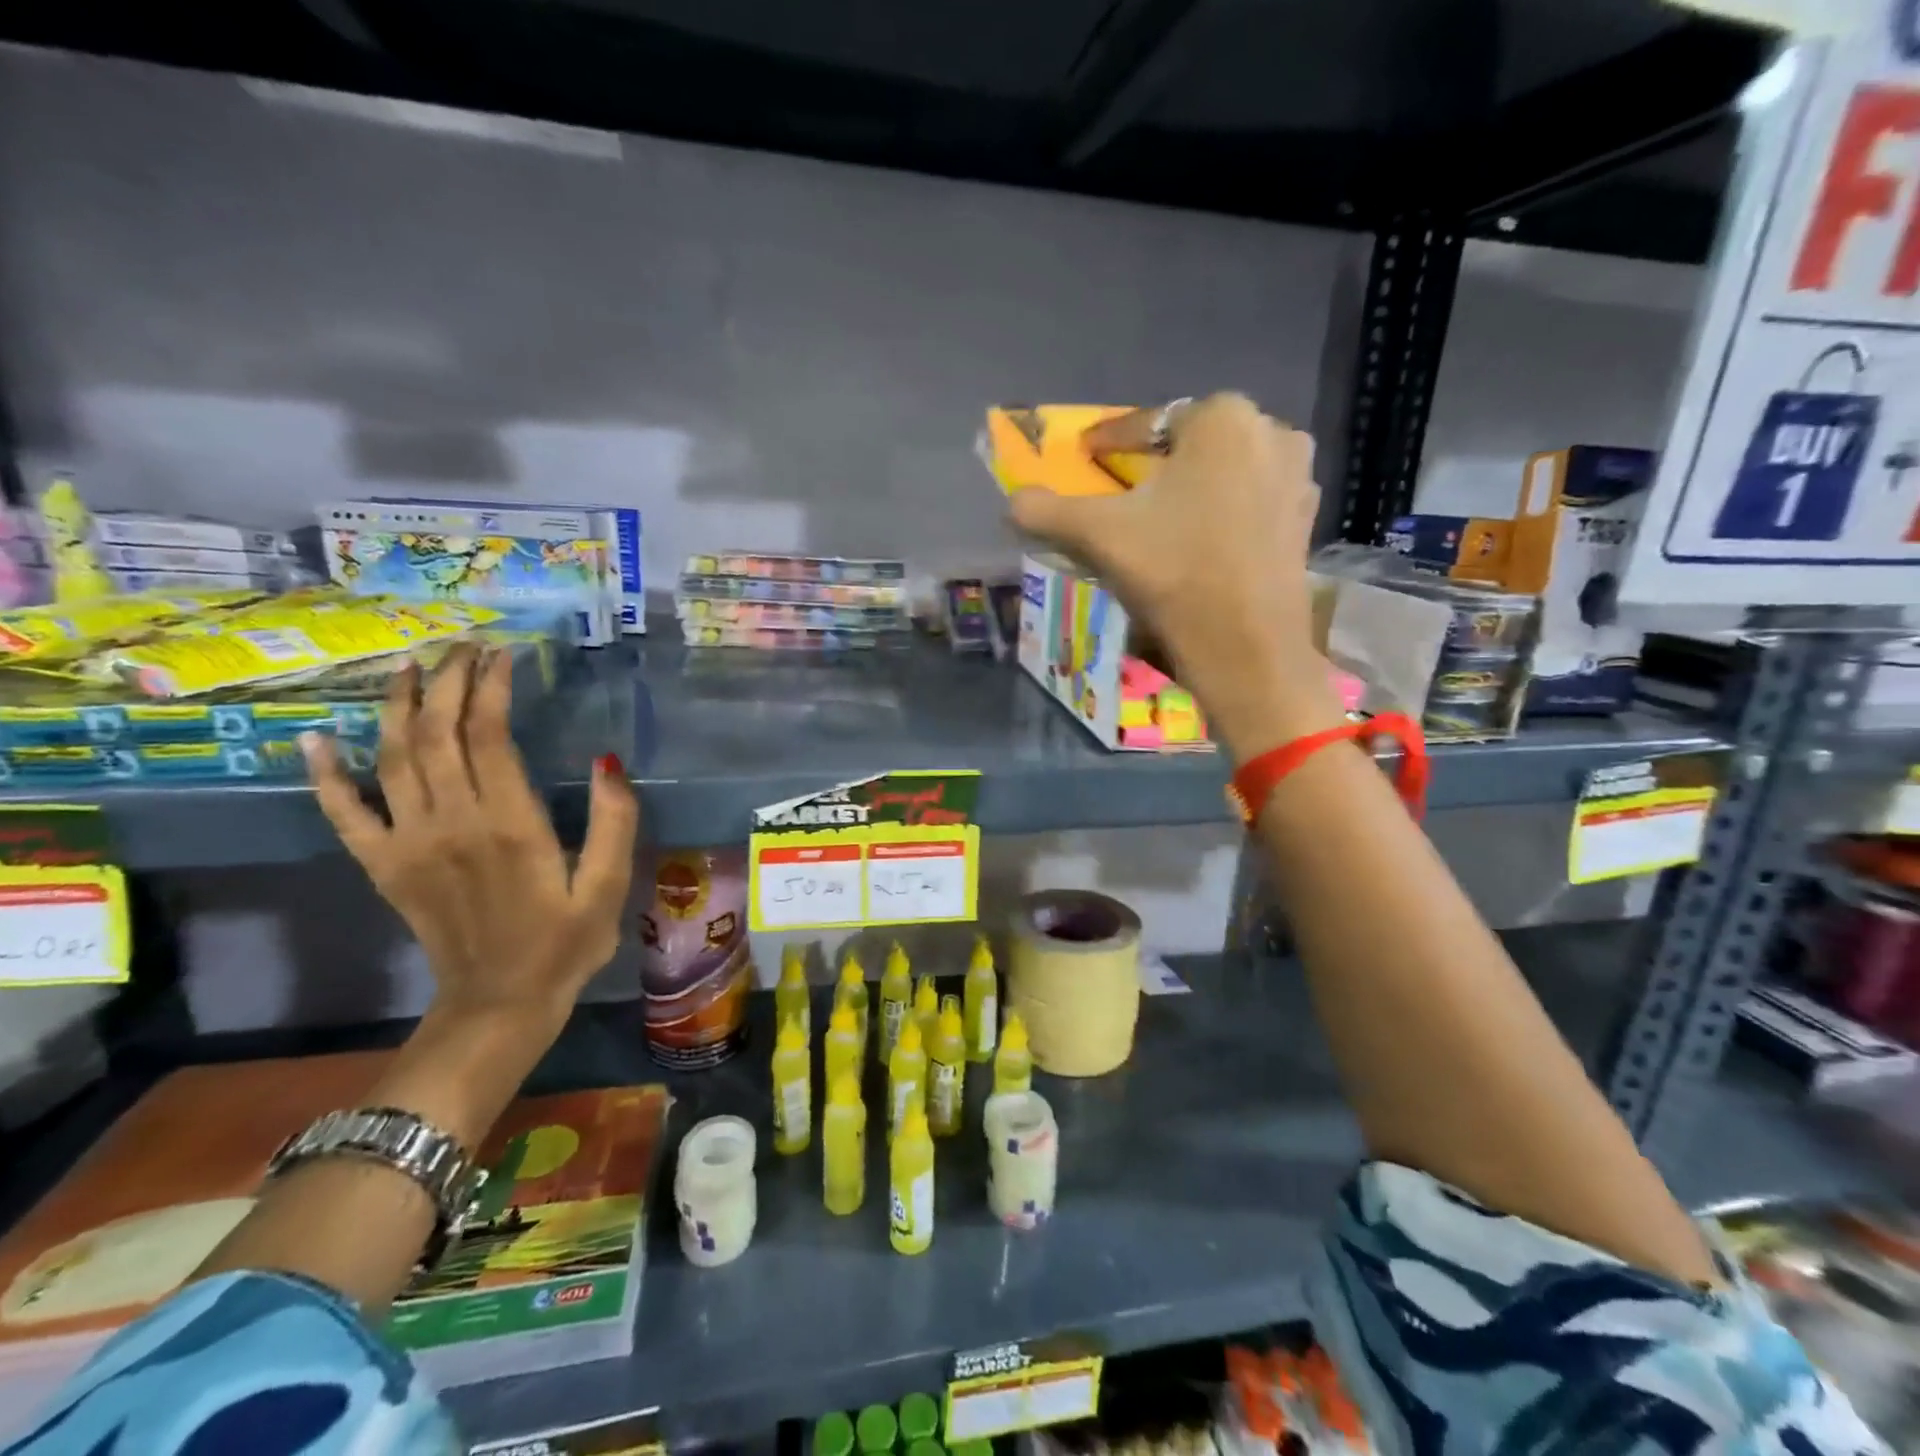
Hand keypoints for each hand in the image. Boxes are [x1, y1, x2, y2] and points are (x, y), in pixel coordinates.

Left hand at [302, 644, 638, 1034]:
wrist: (499, 1004)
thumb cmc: (565, 943)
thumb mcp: (608, 886)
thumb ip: (613, 823)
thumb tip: (607, 762)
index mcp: (510, 825)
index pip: (489, 737)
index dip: (492, 689)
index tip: (502, 656)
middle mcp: (451, 823)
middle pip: (438, 735)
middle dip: (449, 683)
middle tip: (464, 648)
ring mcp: (408, 844)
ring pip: (391, 759)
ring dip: (399, 707)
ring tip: (411, 667)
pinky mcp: (383, 866)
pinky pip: (343, 813)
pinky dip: (325, 775)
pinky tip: (316, 739)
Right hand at [1008, 393, 1339, 757]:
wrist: (1246, 645)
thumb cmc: (1173, 571)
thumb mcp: (1098, 535)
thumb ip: (1046, 510)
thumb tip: (1011, 502)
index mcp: (1222, 418)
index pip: (1148, 424)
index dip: (1109, 442)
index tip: (1087, 457)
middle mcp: (1270, 431)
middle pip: (1190, 446)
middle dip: (1156, 465)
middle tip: (1125, 494)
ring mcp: (1296, 476)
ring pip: (1223, 473)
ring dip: (1191, 489)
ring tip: (1162, 522)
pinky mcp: (1304, 519)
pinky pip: (1249, 502)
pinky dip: (1222, 514)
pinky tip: (1201, 544)